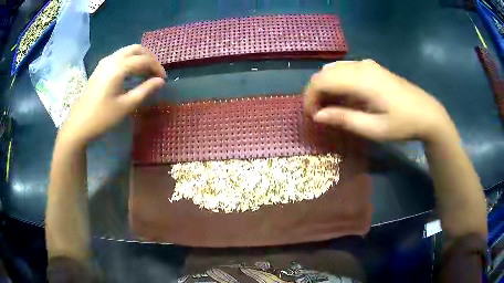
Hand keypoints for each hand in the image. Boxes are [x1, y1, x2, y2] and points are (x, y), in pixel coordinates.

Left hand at [60, 44, 165, 146]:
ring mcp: (104, 63)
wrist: (78, 125)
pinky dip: (129, 60)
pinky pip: (119, 57)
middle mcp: (112, 59)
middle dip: (149, 58)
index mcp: (119, 67)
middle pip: (136, 49)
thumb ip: (145, 90)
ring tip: (145, 73)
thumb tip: (161, 81)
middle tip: (155, 73)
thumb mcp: (126, 106)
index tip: (163, 80)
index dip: (157, 67)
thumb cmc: (102, 118)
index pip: (144, 60)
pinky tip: (130, 73)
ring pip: (127, 51)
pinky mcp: (100, 68)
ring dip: (139, 58)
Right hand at [304, 60, 454, 142]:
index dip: (310, 98)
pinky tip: (344, 98)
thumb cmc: (403, 124)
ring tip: (330, 108)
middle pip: (325, 73)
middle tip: (318, 115)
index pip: (322, 81)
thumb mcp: (374, 128)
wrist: (427, 113)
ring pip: (334, 70)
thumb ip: (344, 119)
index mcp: (361, 80)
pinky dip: (337, 83)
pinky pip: (345, 70)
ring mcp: (367, 65)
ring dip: (326, 87)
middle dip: (315, 93)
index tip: (311, 117)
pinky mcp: (372, 68)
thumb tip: (317, 115)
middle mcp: (360, 66)